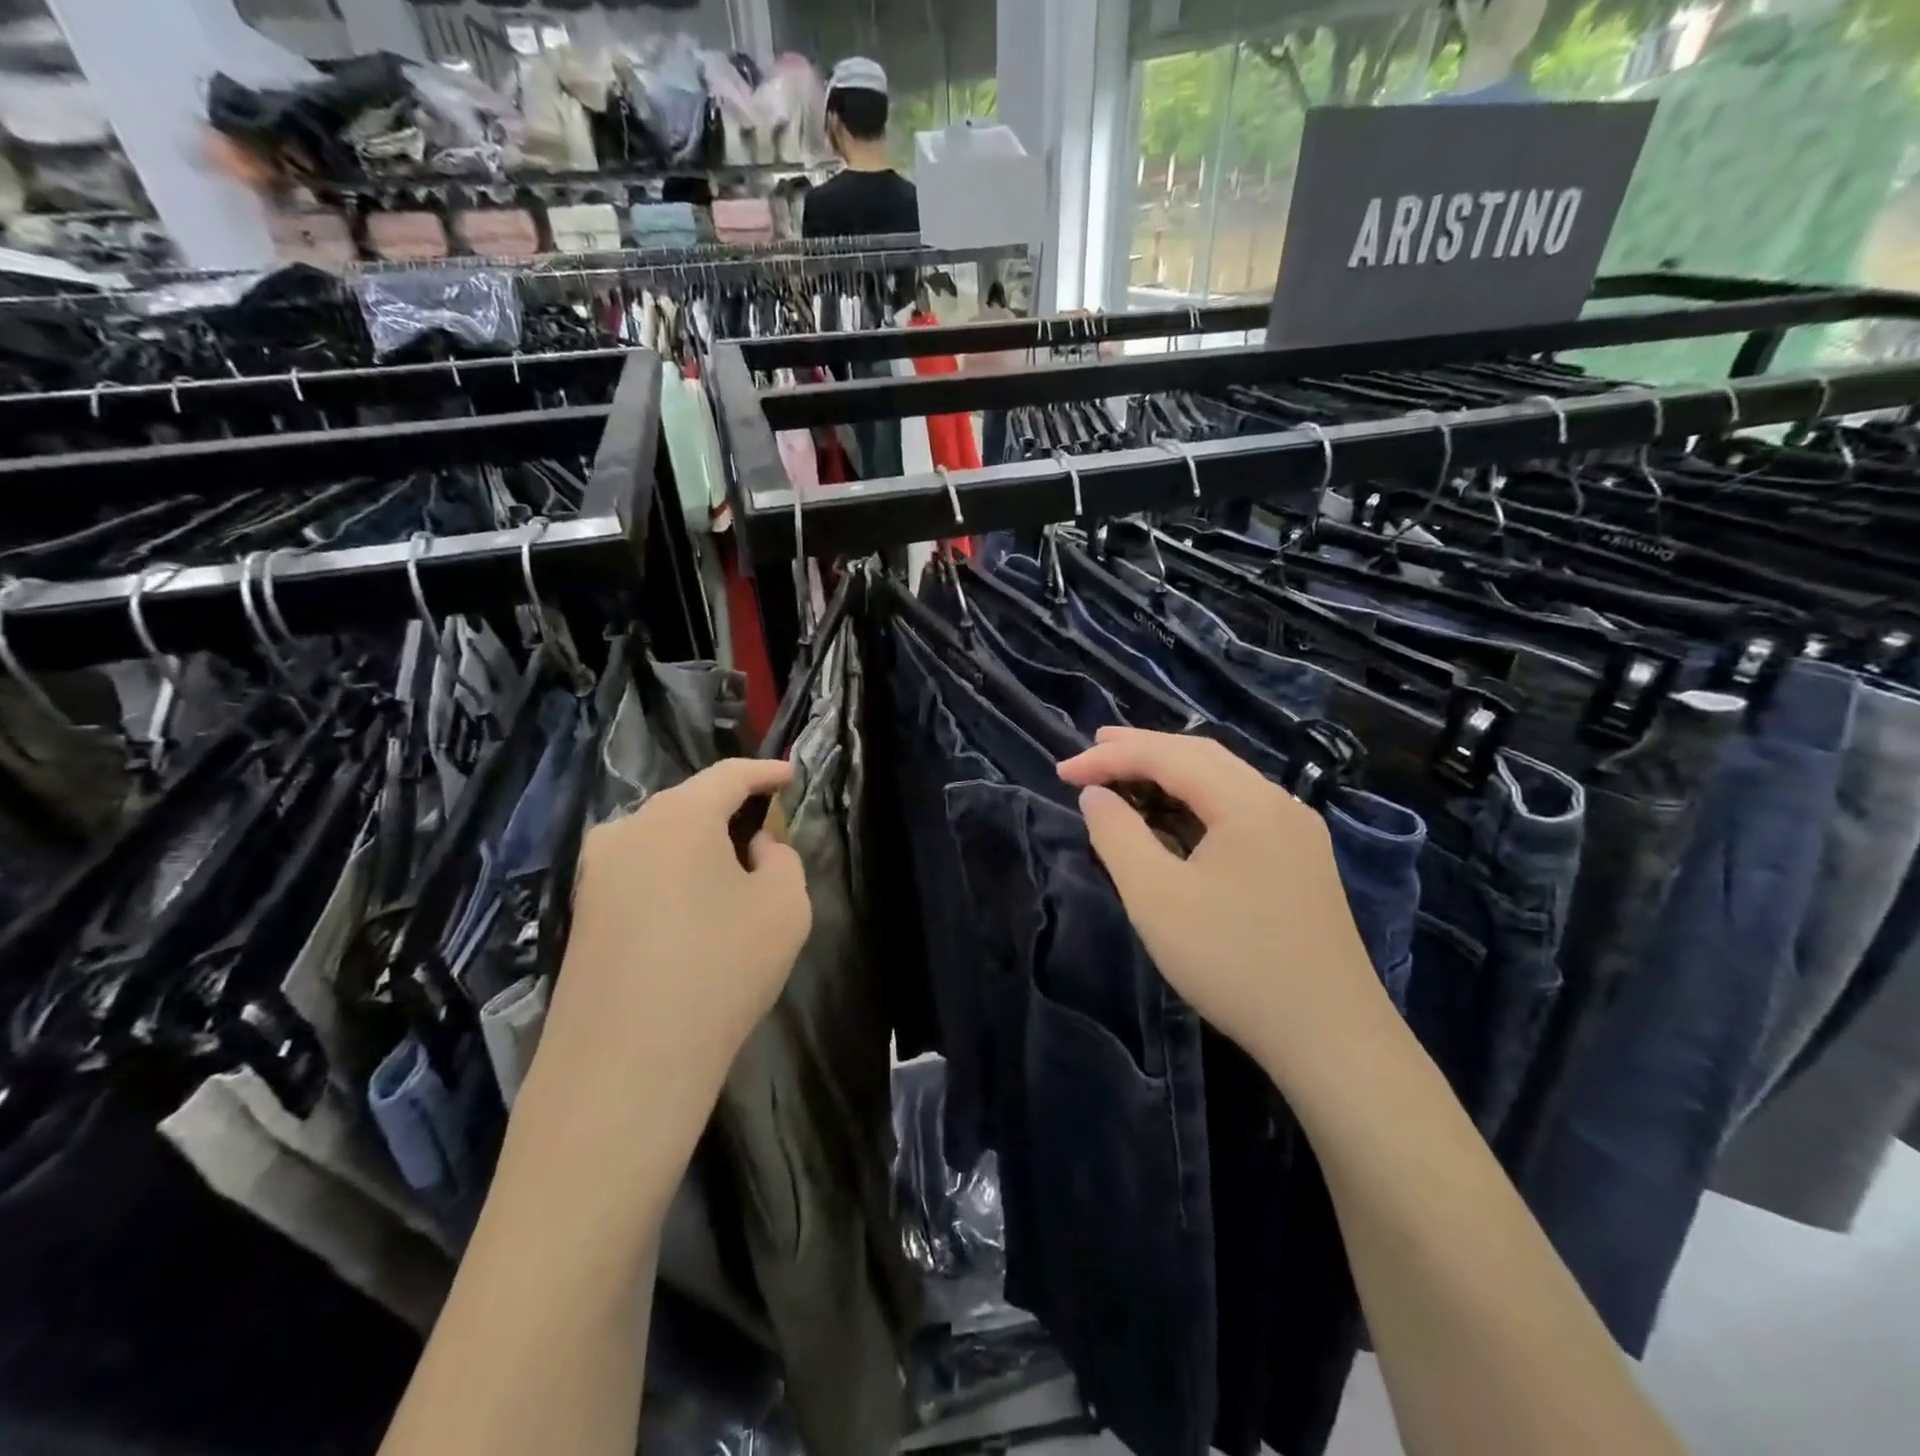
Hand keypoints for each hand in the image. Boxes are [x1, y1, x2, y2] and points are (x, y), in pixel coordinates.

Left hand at [526, 759, 811, 1153]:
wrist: (623, 1066)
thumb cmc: (720, 969)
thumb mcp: (785, 908)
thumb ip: (781, 860)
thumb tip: (753, 849)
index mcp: (678, 816)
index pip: (729, 775)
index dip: (765, 772)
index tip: (790, 775)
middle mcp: (626, 831)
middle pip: (689, 805)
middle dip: (730, 813)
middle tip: (766, 836)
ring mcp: (595, 875)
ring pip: (660, 841)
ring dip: (699, 849)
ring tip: (731, 878)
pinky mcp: (581, 917)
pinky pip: (640, 876)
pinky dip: (673, 879)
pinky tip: (693, 916)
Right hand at [1058, 728, 1389, 1077]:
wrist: (1330, 1037)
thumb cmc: (1233, 961)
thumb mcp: (1156, 898)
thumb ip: (1118, 836)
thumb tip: (1095, 795)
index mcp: (1247, 802)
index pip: (1168, 757)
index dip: (1110, 758)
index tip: (1061, 771)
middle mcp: (1278, 803)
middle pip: (1201, 756)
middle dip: (1142, 749)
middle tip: (1092, 751)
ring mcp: (1296, 832)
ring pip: (1223, 780)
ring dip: (1170, 771)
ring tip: (1124, 774)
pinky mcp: (1300, 860)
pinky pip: (1239, 808)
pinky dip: (1196, 801)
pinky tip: (1174, 816)